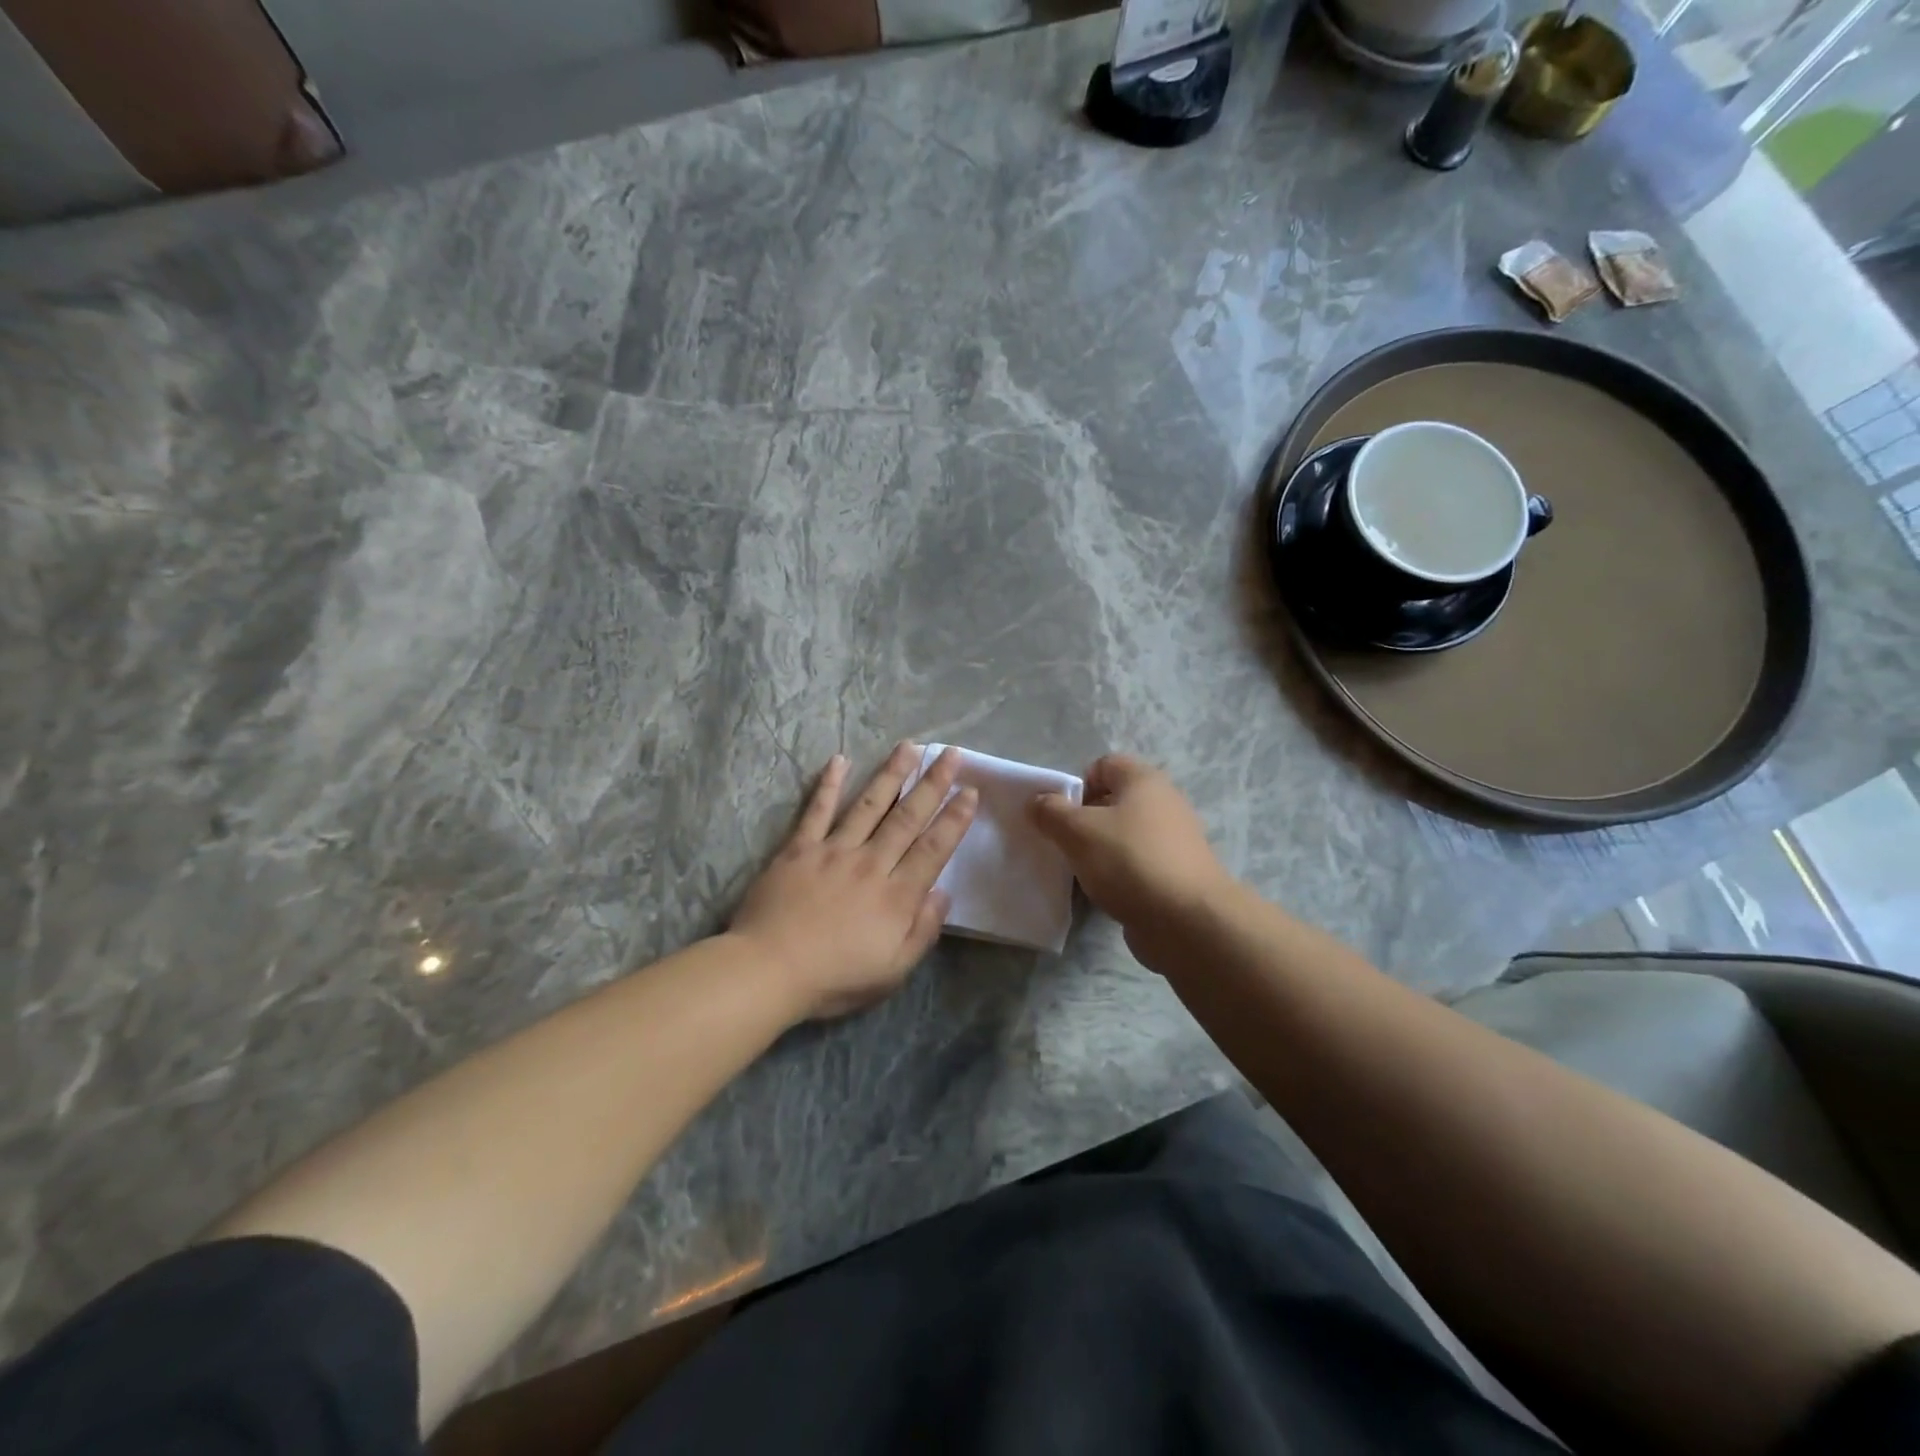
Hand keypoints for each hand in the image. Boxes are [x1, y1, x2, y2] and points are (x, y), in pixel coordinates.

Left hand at [731, 744, 975, 1020]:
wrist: (769, 970)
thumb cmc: (835, 977)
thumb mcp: (893, 970)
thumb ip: (923, 931)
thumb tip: (944, 894)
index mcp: (897, 895)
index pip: (933, 848)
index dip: (954, 818)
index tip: (970, 790)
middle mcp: (871, 863)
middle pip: (908, 817)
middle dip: (933, 783)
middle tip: (951, 754)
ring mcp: (834, 851)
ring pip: (869, 805)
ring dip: (892, 774)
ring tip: (909, 747)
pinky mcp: (799, 848)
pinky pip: (817, 810)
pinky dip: (829, 785)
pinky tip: (840, 760)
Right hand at [1027, 754, 1231, 942]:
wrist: (1188, 922)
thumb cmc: (1130, 861)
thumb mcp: (1078, 831)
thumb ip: (1051, 812)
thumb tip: (1038, 801)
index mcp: (1144, 781)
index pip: (1104, 765)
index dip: (1077, 784)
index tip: (1061, 815)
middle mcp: (1164, 804)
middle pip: (1113, 801)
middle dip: (1084, 821)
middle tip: (1064, 844)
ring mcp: (1173, 841)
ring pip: (1123, 837)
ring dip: (1099, 851)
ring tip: (1080, 873)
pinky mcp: (1175, 875)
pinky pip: (1136, 866)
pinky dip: (1118, 876)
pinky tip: (1103, 894)